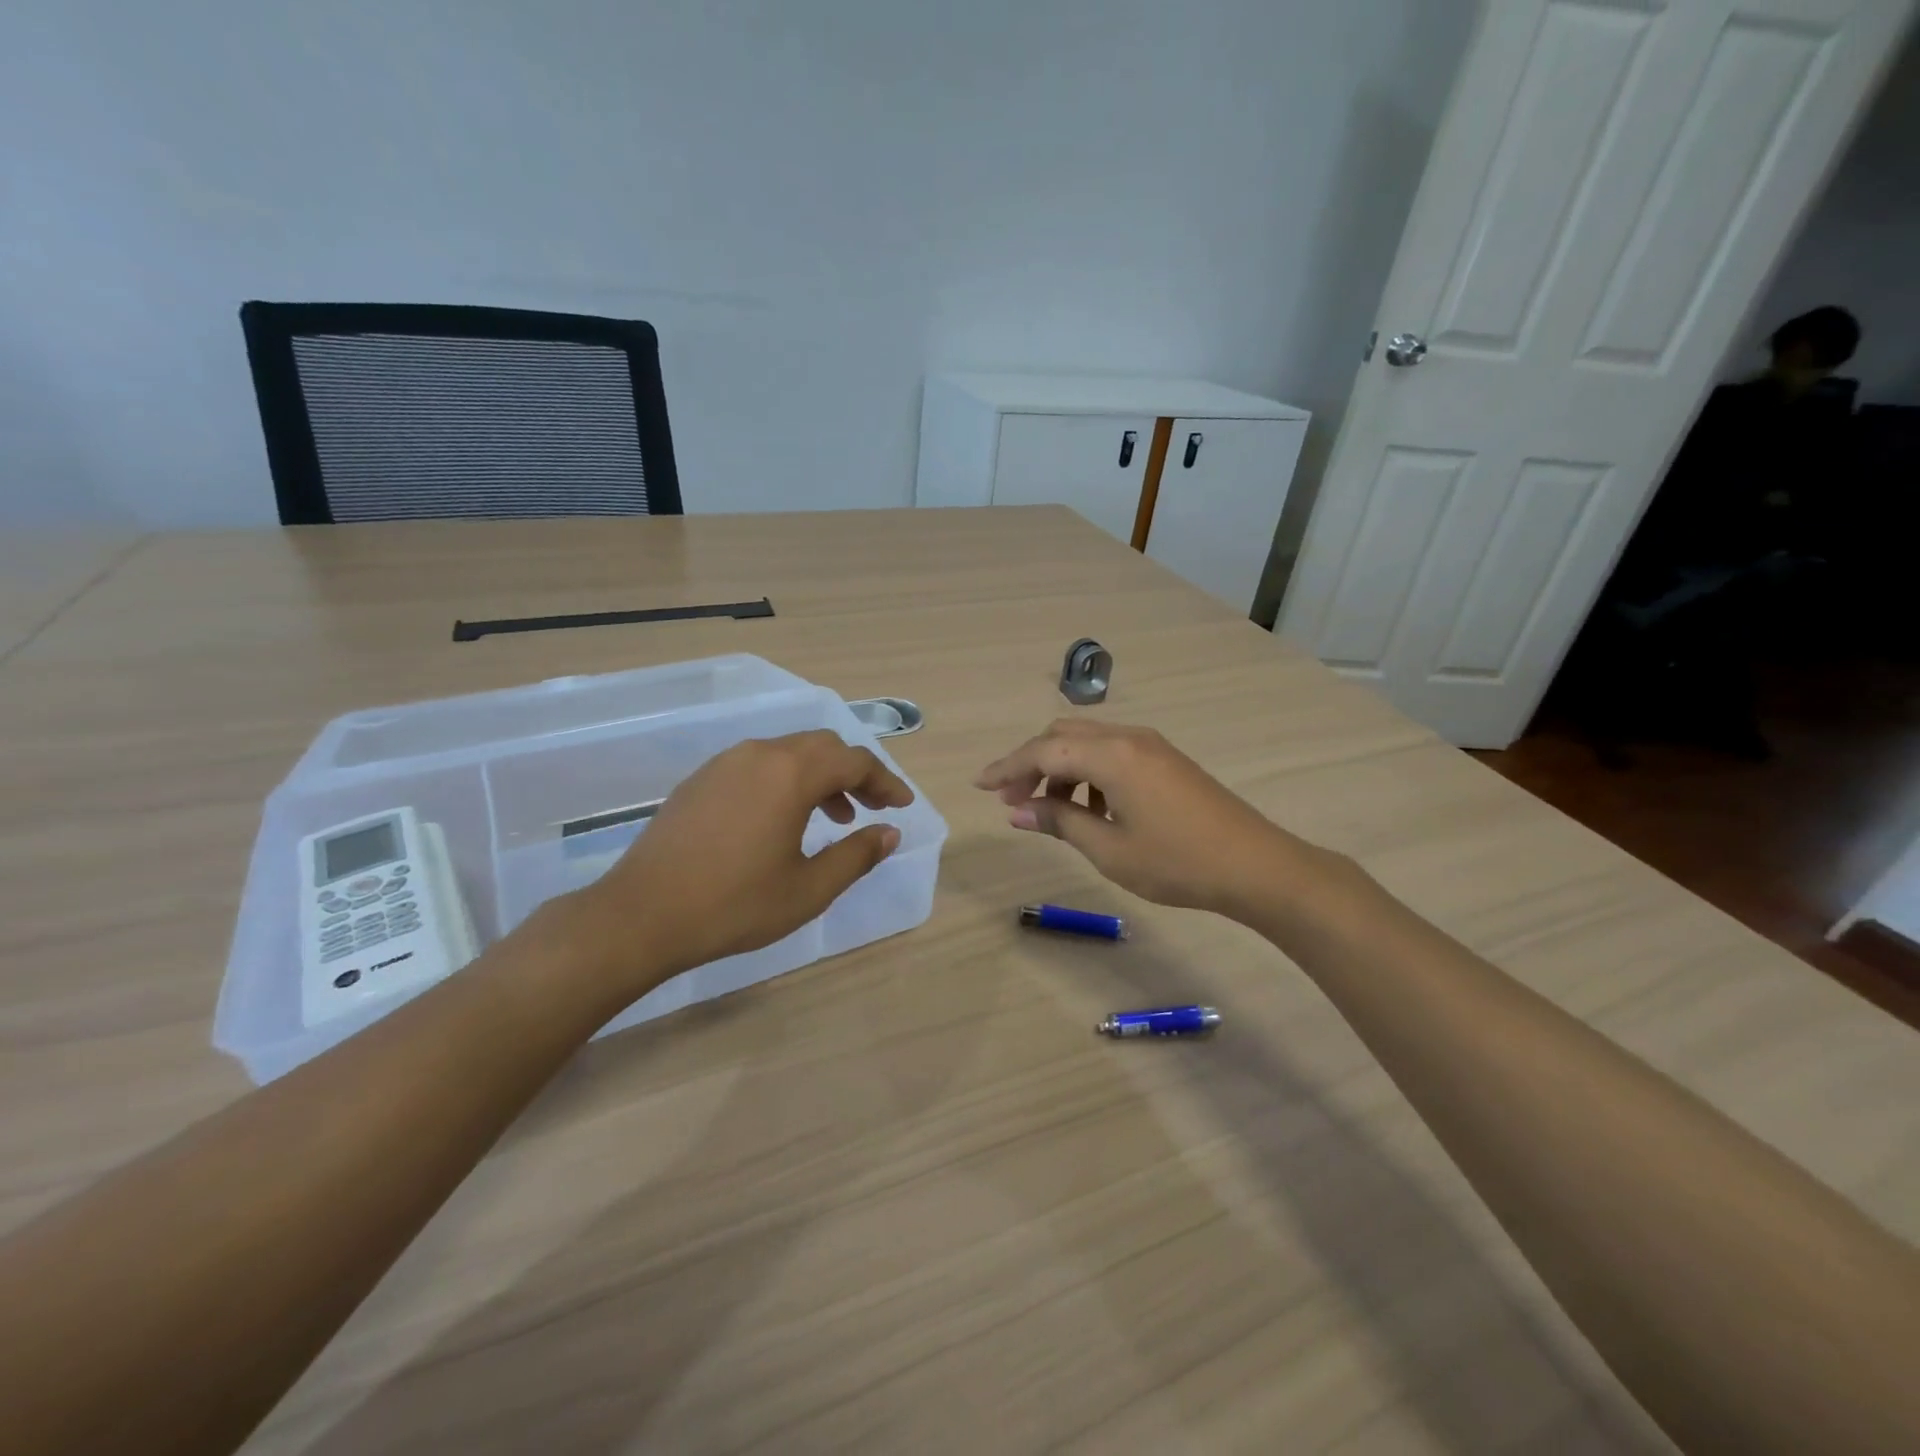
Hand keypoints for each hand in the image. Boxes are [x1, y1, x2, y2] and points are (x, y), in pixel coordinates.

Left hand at [564, 730, 912, 994]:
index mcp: (791, 773)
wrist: (641, 915)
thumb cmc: (734, 905)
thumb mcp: (808, 889)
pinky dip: (786, 780)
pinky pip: (759, 764)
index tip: (902, 806)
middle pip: (823, 746)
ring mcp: (725, 763)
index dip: (886, 782)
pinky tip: (783, 819)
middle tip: (871, 807)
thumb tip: (889, 833)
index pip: (854, 761)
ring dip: (820, 776)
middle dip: (854, 773)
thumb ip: (856, 855)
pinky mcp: (701, 779)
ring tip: (833, 817)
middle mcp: (760, 754)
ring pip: (789, 752)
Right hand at [975, 719, 1306, 919]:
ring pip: (1088, 742)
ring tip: (1051, 810)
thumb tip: (1018, 810)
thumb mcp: (1109, 849)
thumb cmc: (1177, 863)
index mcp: (1112, 756)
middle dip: (1031, 764)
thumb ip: (1060, 821)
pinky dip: (1088, 772)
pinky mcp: (1166, 759)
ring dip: (1060, 769)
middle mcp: (1129, 738)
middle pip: (1062, 736)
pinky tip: (1093, 809)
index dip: (1006, 767)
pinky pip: (1112, 752)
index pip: (1042, 751)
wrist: (1256, 866)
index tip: (978, 786)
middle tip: (1013, 800)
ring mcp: (1151, 745)